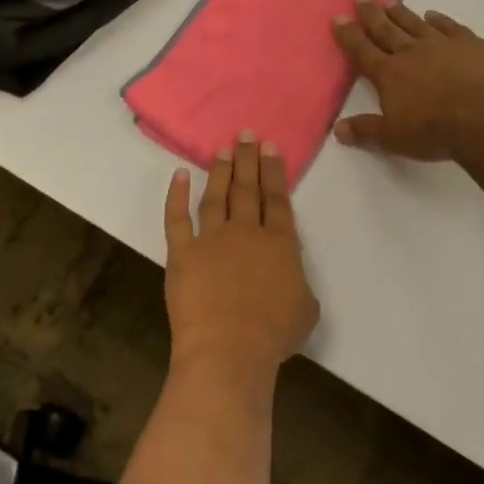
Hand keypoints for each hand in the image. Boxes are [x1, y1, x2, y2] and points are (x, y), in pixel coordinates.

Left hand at [163, 134, 319, 380]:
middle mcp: (247, 232)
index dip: (274, 171)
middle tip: (245, 134)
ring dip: (220, 171)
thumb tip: (290, 272)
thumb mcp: (306, 309)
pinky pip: (177, 219)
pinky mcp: (183, 253)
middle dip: (248, 159)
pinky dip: (177, 197)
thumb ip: (299, 282)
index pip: (278, 199)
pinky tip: (179, 176)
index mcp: (280, 244)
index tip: (270, 147)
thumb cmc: (273, 335)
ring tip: (222, 149)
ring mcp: (212, 240)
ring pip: (217, 197)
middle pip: (248, 189)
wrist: (229, 350)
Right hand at [332, 0, 483, 161]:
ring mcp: (441, 44)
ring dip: (400, 12)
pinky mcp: (470, 44)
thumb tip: (338, 129)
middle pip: (386, 29)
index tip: (338, 16)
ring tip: (389, 0)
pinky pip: (449, 26)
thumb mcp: (393, 138)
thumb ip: (365, 130)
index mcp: (389, 74)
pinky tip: (433, 14)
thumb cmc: (435, 131)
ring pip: (414, 23)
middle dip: (371, 12)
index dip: (348, 34)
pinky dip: (439, 19)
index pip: (362, 50)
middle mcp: (411, 52)